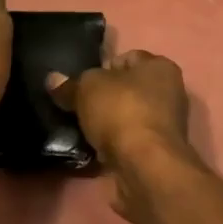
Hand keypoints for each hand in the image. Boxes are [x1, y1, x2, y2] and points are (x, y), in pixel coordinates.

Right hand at [48, 49, 193, 187]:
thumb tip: (53, 80)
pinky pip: (128, 140)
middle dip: (103, 97)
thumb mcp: (87, 89)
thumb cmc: (121, 111)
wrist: (144, 165)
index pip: (127, 57)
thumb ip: (70, 84)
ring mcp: (165, 124)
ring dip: (107, 122)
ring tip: (82, 128)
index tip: (81, 83)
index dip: (102, 67)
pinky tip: (94, 148)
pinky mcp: (157, 151)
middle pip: (128, 88)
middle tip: (78, 106)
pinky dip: (113, 143)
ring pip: (127, 116)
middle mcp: (170, 92)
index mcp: (160, 67)